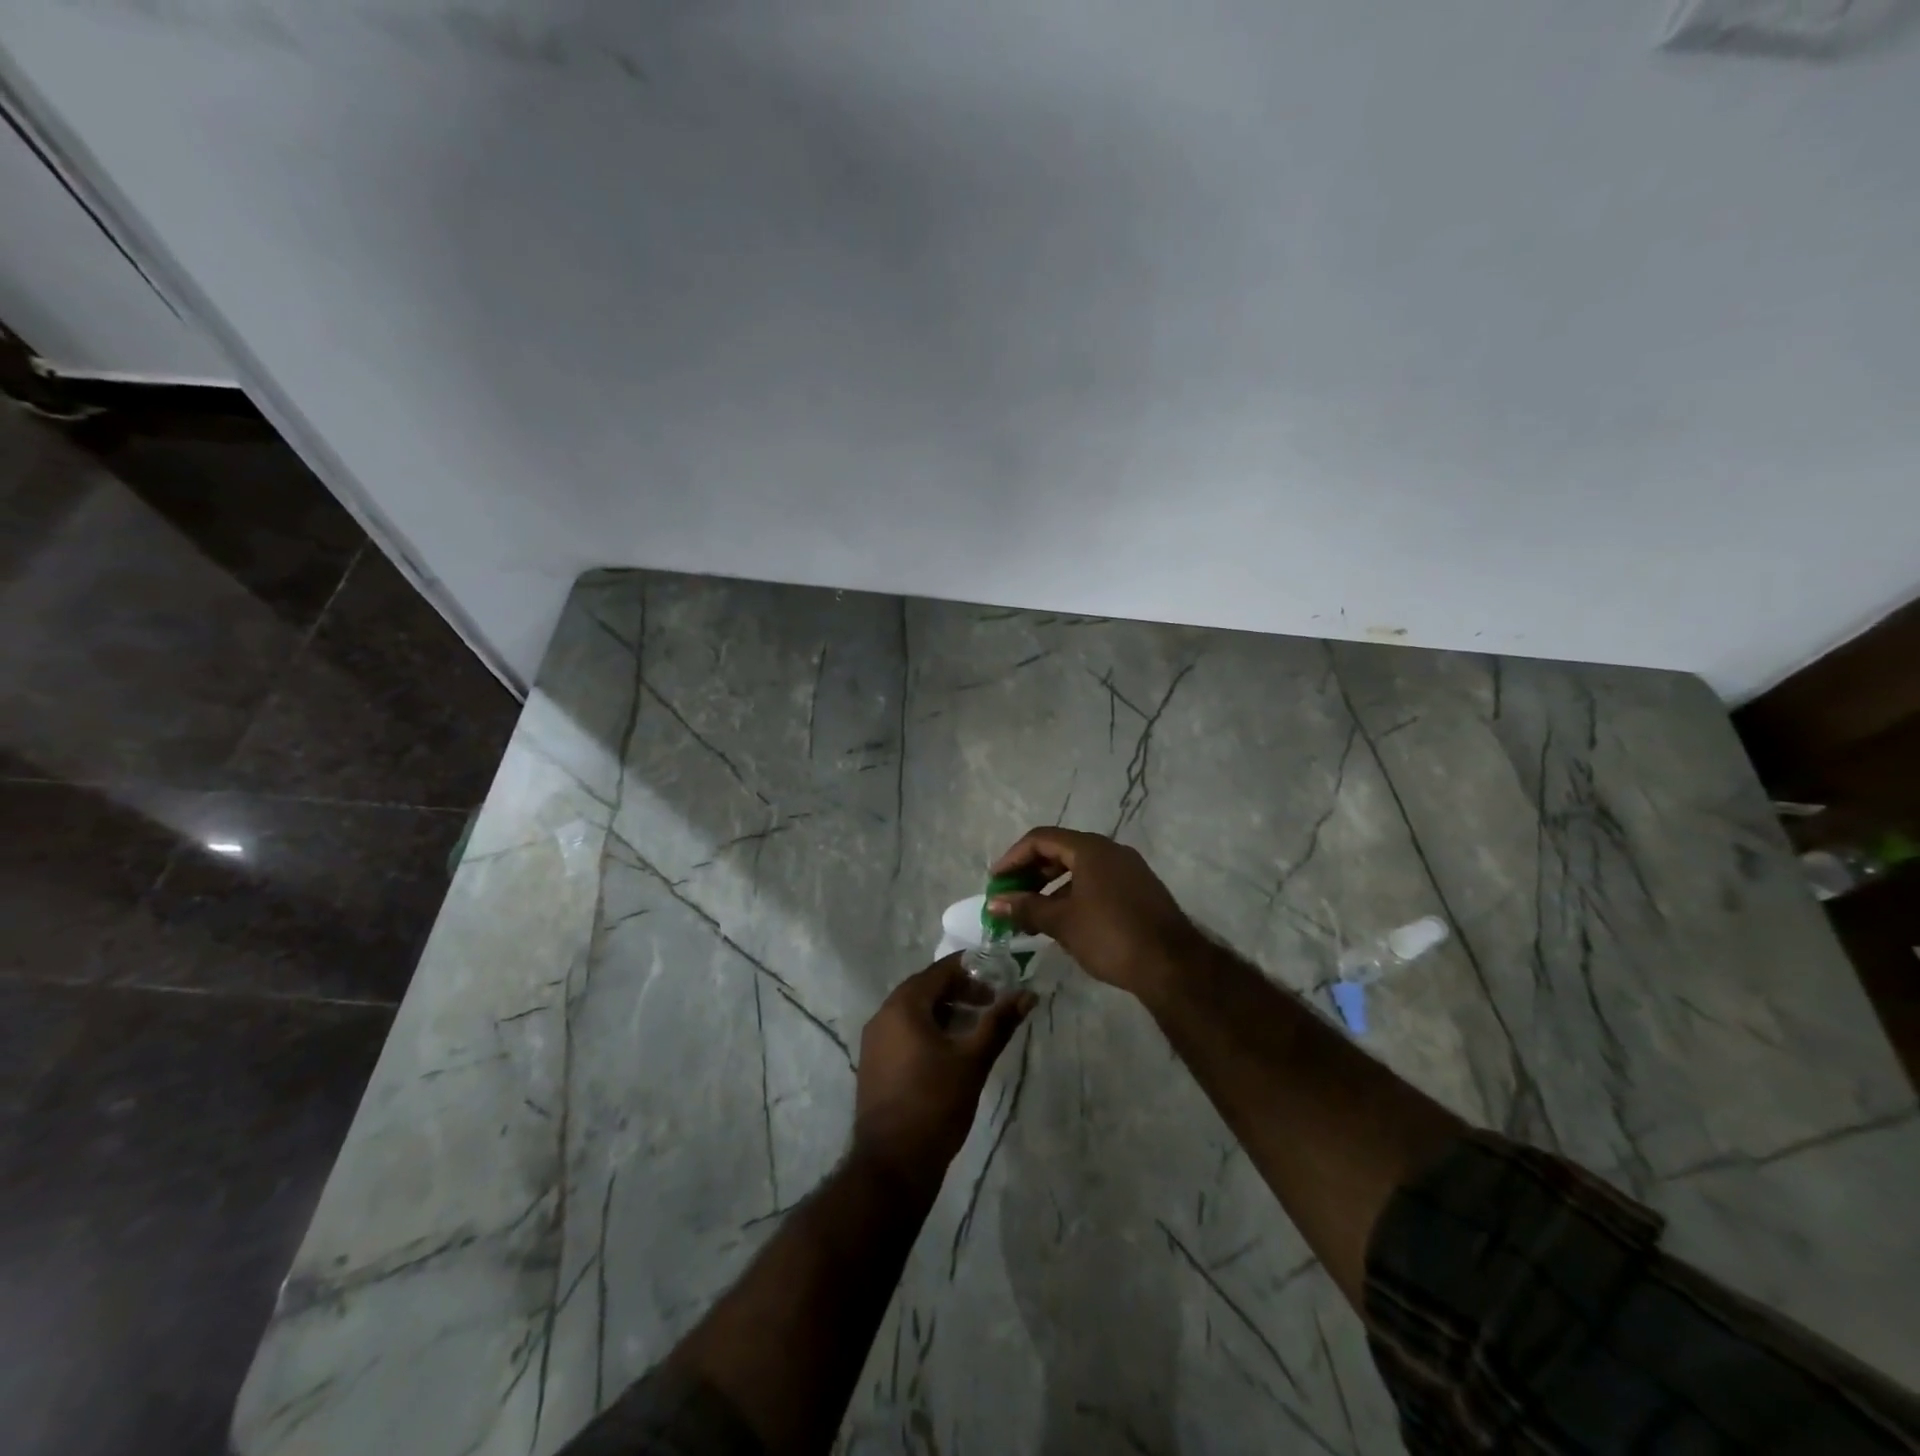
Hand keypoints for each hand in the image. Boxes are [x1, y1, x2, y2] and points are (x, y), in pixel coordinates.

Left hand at [853, 958, 1034, 1189]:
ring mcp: (874, 1041)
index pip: (939, 971)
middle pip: (925, 989)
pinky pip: (904, 1032)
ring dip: (944, 1011)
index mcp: (903, 1006)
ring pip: (914, 1012)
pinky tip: (950, 1051)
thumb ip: (999, 1023)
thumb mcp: (973, 1060)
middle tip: (990, 1002)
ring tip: (975, 1026)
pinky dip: (928, 1030)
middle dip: (959, 991)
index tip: (998, 976)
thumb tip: (1027, 994)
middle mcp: (883, 1015)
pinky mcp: (874, 1064)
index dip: (971, 970)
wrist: (892, 1164)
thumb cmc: (935, 1103)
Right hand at [988, 827, 1201, 1002]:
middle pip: (1060, 850)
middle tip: (1011, 896)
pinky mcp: (1140, 890)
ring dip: (1051, 886)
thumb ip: (1026, 907)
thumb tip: (994, 902)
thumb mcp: (1062, 922)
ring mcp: (1129, 870)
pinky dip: (1074, 893)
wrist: (1172, 966)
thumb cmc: (1110, 936)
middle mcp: (1111, 850)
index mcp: (1091, 849)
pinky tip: (1064, 920)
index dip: (1013, 857)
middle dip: (1031, 872)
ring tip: (1032, 913)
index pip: (1041, 839)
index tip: (995, 881)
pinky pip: (1097, 882)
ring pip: (1080, 868)